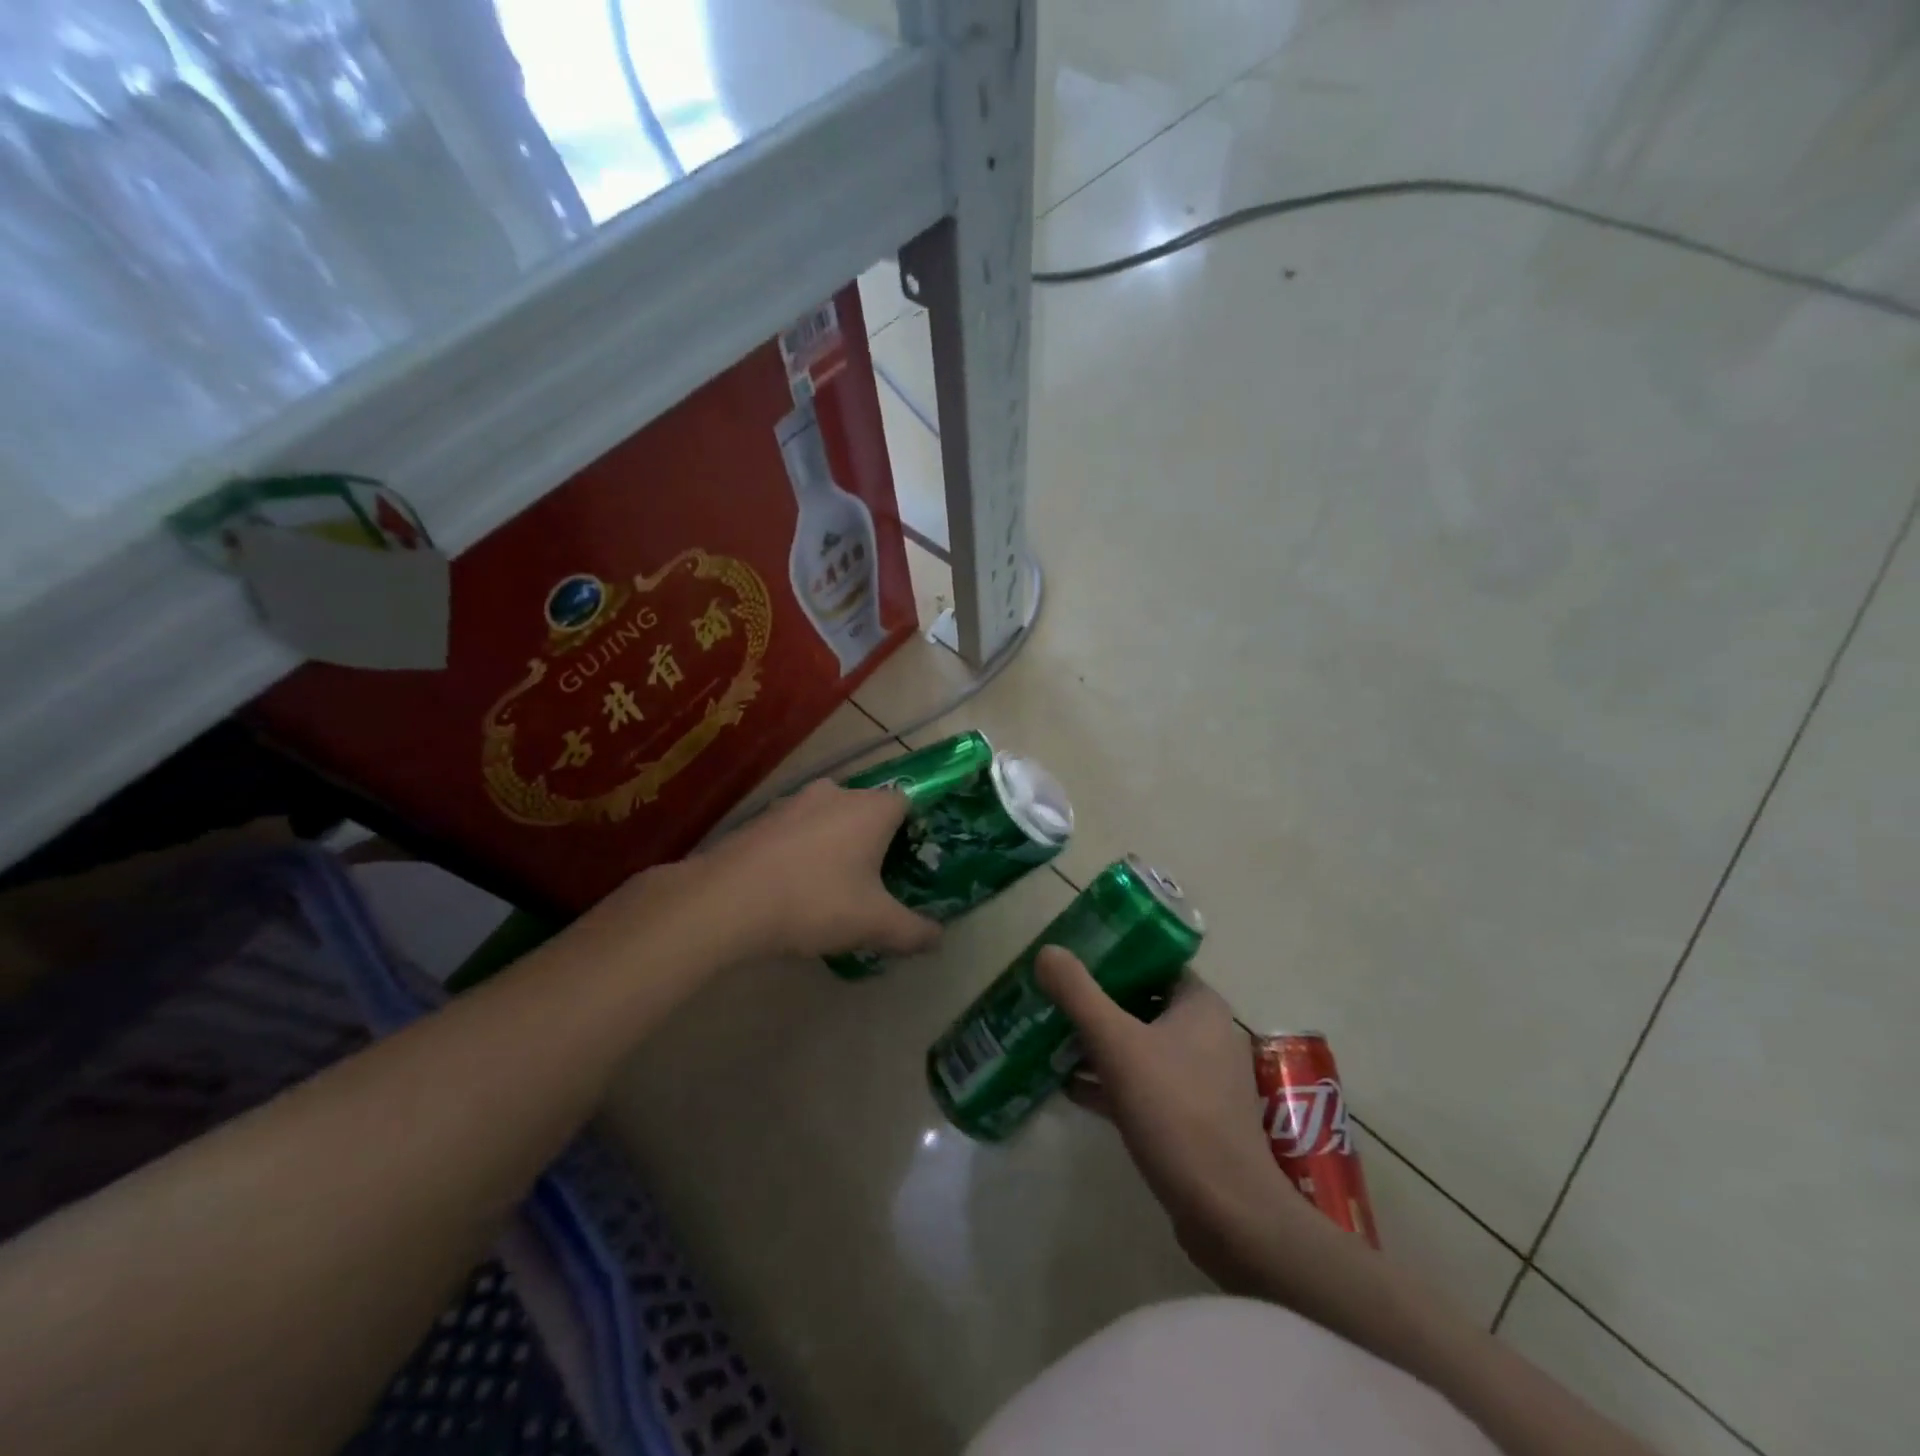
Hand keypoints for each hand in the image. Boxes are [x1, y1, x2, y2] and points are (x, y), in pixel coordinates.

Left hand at [686, 779, 941, 960]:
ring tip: (830, 888)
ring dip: (833, 845)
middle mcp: (835, 793)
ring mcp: (792, 802)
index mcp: (871, 808)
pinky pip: (794, 830)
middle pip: (866, 810)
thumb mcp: (874, 925)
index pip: (906, 803)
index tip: (907, 863)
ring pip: (827, 819)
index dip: (912, 830)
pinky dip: (800, 851)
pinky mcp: (760, 818)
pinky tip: (791, 886)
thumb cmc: (815, 901)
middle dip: (872, 841)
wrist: (727, 901)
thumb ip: (913, 931)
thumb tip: (939, 940)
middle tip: (873, 882)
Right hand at [1035, 949, 1322, 1291]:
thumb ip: (1079, 995)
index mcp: (1200, 1006)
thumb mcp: (1117, 1045)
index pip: (1154, 962)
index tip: (1072, 959)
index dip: (1113, 956)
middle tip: (1054, 999)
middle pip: (1142, 1003)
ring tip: (1052, 1039)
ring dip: (1100, 1044)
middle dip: (1098, 1003)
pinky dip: (1111, 1081)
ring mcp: (1201, 1079)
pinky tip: (1069, 1087)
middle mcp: (1207, 1034)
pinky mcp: (1192, 1118)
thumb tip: (1047, 951)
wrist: (1228, 1214)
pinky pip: (1144, 1085)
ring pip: (1141, 1046)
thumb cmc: (1175, 1112)